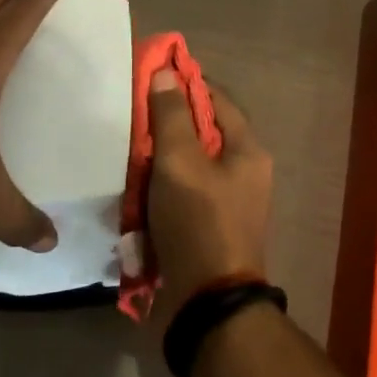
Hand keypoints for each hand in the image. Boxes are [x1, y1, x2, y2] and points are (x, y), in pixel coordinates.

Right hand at [144, 72, 272, 326]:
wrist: (208, 303)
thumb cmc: (198, 221)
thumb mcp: (180, 162)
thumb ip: (172, 116)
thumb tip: (166, 73)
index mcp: (248, 151)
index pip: (218, 99)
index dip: (188, 83)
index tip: (153, 75)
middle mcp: (245, 172)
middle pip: (204, 133)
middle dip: (169, 124)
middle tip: (133, 116)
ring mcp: (229, 202)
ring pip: (191, 165)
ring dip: (161, 158)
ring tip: (128, 150)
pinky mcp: (210, 227)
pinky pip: (184, 194)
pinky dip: (162, 188)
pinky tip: (136, 188)